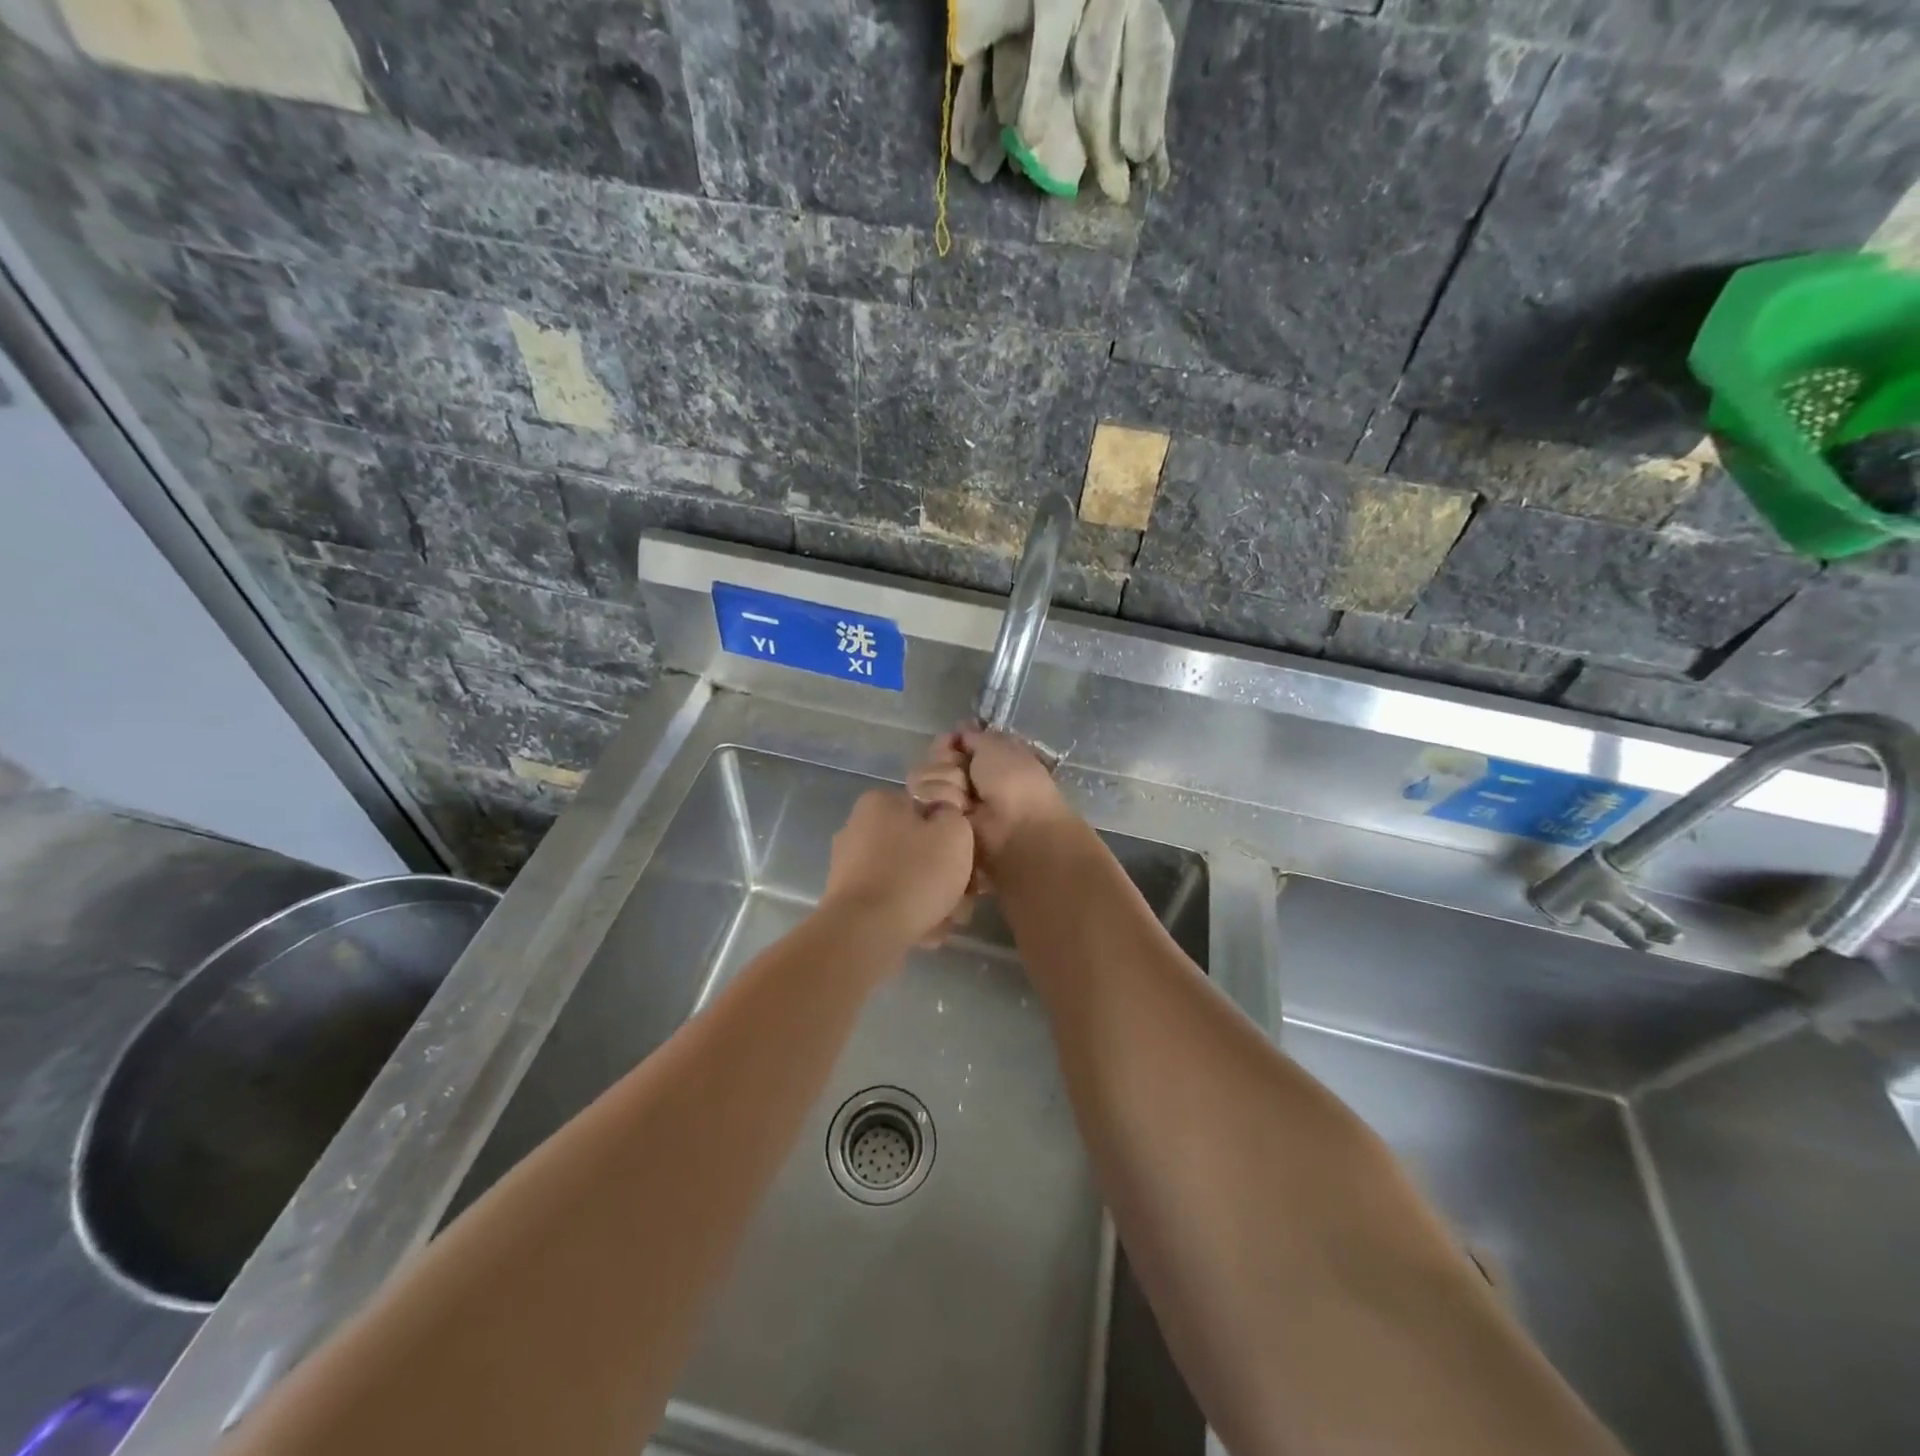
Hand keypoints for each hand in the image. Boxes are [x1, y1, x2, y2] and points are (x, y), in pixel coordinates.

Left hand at [821, 789, 975, 950]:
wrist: (866, 932)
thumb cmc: (915, 874)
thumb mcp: (955, 833)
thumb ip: (955, 818)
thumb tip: (946, 821)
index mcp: (879, 803)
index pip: (929, 812)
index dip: (955, 838)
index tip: (970, 863)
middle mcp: (858, 828)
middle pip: (918, 848)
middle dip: (944, 874)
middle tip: (964, 897)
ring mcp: (849, 867)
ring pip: (906, 878)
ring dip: (931, 898)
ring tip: (948, 921)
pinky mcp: (848, 901)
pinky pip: (889, 902)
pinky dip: (909, 914)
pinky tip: (926, 933)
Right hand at [908, 727, 1075, 871]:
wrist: (1014, 828)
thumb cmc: (1015, 782)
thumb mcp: (1000, 747)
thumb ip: (975, 736)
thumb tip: (960, 729)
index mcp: (984, 760)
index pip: (950, 743)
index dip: (950, 740)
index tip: (953, 741)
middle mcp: (965, 780)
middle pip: (934, 758)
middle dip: (946, 762)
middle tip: (965, 776)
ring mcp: (949, 801)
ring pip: (923, 775)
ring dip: (945, 781)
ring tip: (966, 799)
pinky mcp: (936, 821)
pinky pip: (920, 798)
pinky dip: (940, 799)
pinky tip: (956, 809)